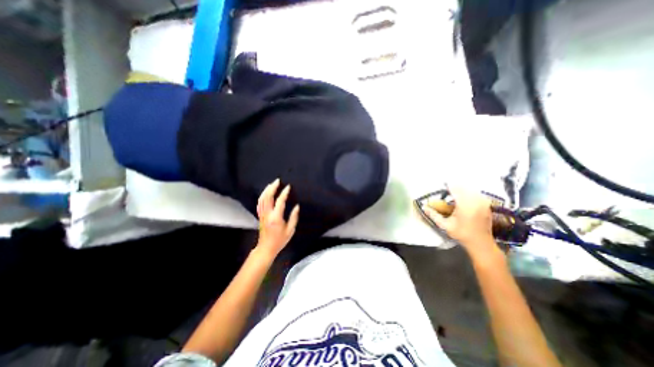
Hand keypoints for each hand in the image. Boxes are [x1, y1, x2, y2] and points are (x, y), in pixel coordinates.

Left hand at [256, 180, 299, 255]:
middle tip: (277, 181)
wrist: (266, 248)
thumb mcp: (290, 230)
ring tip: (272, 184)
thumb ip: (294, 217)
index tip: (288, 187)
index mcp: (276, 218)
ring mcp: (262, 215)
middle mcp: (267, 214)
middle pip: (268, 197)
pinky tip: (265, 193)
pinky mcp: (260, 216)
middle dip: (272, 188)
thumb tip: (296, 206)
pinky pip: (259, 203)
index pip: (280, 202)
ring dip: (266, 190)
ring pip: (262, 199)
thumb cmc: (280, 240)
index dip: (284, 193)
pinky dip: (262, 196)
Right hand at [425, 187, 495, 254]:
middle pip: (464, 187)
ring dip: (462, 191)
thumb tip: (424, 207)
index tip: (442, 186)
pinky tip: (464, 200)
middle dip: (455, 188)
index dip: (448, 186)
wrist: (481, 243)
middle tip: (447, 192)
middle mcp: (476, 201)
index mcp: (465, 205)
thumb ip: (434, 215)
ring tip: (455, 195)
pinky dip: (469, 194)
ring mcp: (483, 203)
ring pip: (471, 190)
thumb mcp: (445, 225)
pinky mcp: (487, 205)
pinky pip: (477, 194)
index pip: (456, 189)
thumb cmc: (462, 234)